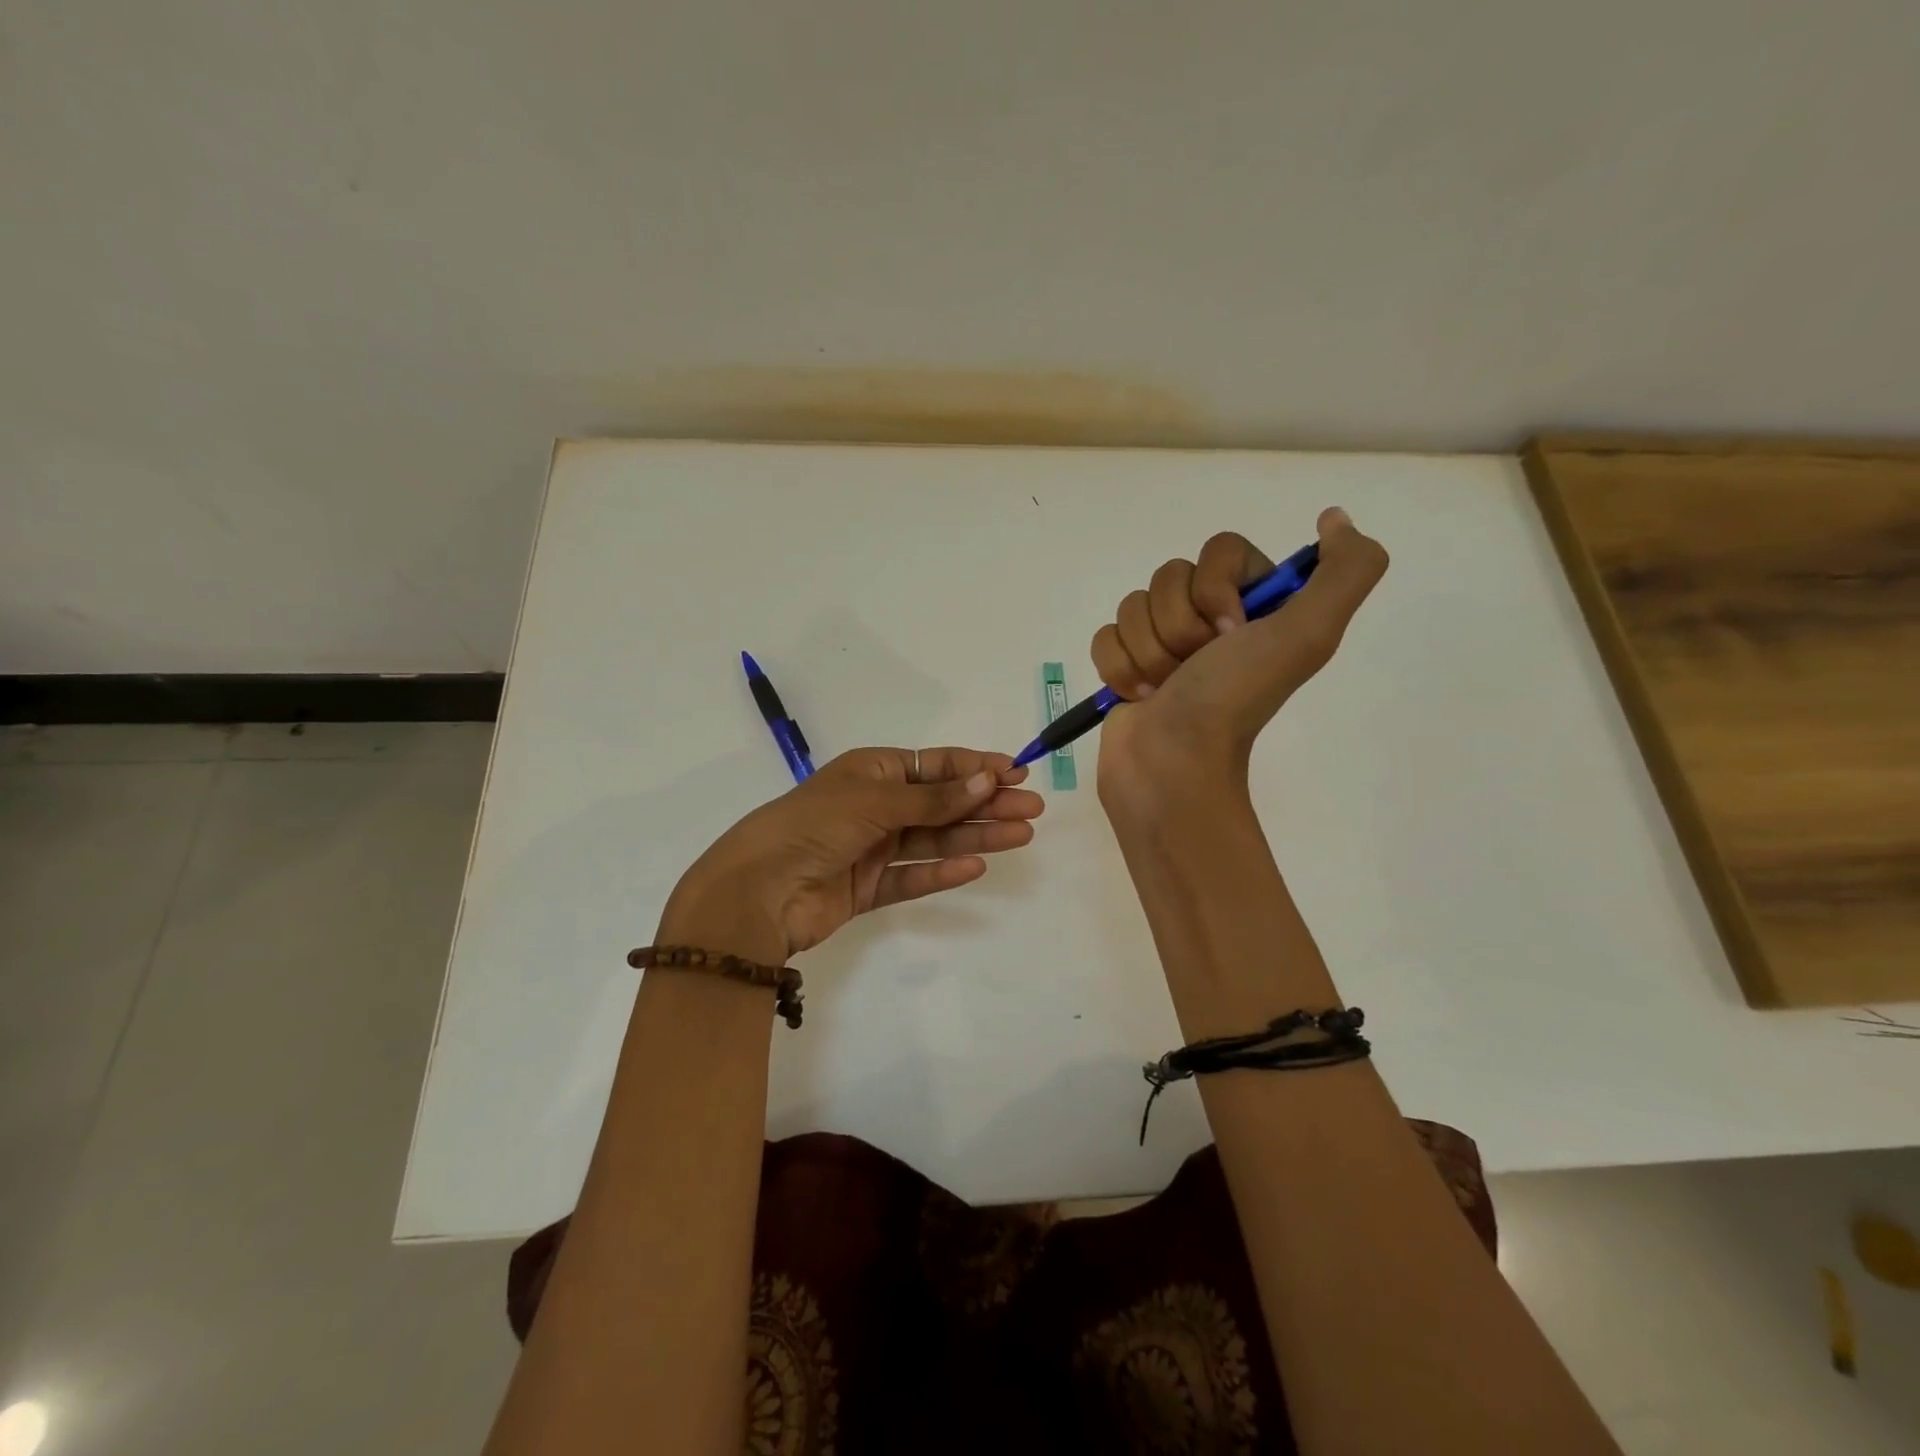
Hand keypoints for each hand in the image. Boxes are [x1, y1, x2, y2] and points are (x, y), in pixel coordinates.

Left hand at [659, 747, 1044, 962]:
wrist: (758, 891)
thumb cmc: (814, 826)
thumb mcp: (875, 800)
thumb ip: (933, 799)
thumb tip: (988, 781)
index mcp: (870, 771)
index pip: (933, 766)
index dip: (975, 768)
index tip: (1016, 772)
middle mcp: (874, 806)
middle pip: (940, 803)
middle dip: (986, 804)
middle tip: (1032, 808)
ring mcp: (871, 848)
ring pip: (933, 840)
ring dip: (975, 837)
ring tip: (1021, 835)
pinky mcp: (868, 888)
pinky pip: (913, 876)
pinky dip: (942, 872)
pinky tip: (975, 867)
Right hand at [1090, 507, 1388, 796]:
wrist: (1172, 764)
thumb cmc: (1233, 699)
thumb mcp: (1308, 635)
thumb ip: (1346, 570)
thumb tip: (1335, 518)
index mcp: (1256, 605)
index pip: (1219, 550)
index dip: (1215, 588)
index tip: (1229, 634)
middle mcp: (1211, 618)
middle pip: (1169, 576)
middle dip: (1177, 627)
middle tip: (1196, 667)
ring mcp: (1164, 643)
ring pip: (1132, 605)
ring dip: (1147, 652)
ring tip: (1165, 688)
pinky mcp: (1126, 664)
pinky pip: (1105, 635)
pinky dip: (1118, 668)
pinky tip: (1139, 696)